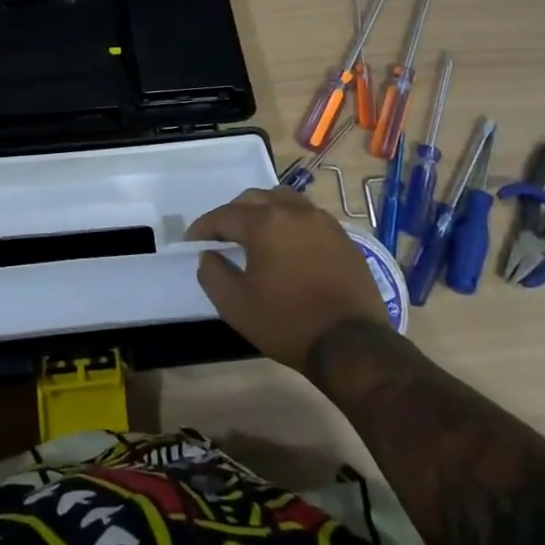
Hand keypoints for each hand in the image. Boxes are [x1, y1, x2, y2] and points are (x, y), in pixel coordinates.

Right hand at [185, 187, 395, 369]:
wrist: (353, 345)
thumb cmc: (288, 322)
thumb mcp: (235, 305)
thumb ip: (212, 274)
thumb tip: (208, 255)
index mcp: (265, 222)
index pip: (224, 215)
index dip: (204, 227)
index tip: (191, 241)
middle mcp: (294, 211)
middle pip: (254, 199)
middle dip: (232, 214)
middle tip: (221, 236)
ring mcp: (323, 222)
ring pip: (284, 200)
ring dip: (264, 210)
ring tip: (256, 232)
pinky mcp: (343, 238)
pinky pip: (308, 216)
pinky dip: (290, 222)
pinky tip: (289, 244)